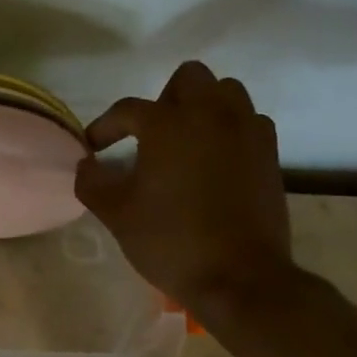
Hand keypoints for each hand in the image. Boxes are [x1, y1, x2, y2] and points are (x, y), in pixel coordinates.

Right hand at [75, 61, 293, 310]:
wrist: (241, 278)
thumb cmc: (171, 241)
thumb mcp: (116, 214)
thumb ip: (91, 182)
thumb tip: (87, 164)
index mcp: (168, 124)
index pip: (127, 110)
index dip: (105, 126)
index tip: (94, 148)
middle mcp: (210, 115)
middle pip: (189, 78)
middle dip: (165, 99)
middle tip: (151, 135)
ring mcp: (246, 131)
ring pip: (226, 92)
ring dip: (203, 107)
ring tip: (186, 141)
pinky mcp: (269, 153)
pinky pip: (249, 121)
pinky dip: (230, 129)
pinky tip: (216, 159)